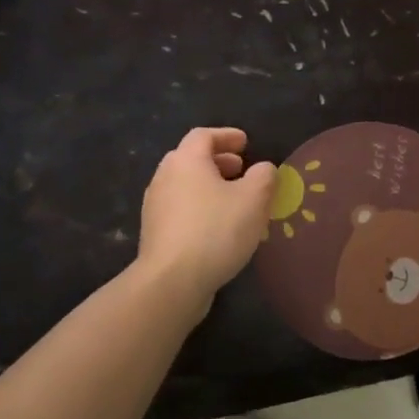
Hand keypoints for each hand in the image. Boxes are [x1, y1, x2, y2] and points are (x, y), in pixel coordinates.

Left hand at [136, 128, 276, 300]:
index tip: (246, 143)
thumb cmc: (216, 230)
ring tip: (233, 200)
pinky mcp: (154, 233)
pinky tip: (218, 227)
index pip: (204, 136)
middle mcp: (165, 177)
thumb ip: (264, 176)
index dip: (226, 136)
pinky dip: (200, 207)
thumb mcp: (254, 199)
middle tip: (241, 169)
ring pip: (185, 185)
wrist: (171, 282)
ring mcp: (155, 207)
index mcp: (186, 161)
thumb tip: (263, 168)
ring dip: (209, 186)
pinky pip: (181, 209)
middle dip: (218, 161)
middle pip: (191, 159)